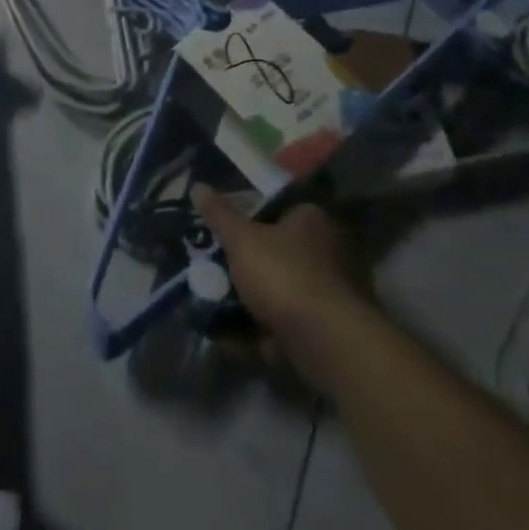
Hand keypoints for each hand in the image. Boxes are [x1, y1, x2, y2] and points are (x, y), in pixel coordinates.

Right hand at [193, 187, 373, 390]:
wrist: (328, 344)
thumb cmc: (284, 275)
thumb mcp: (241, 238)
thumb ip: (218, 214)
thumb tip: (198, 185)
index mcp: (313, 222)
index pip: (280, 209)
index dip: (250, 217)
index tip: (224, 229)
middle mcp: (329, 254)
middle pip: (277, 253)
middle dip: (245, 265)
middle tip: (213, 268)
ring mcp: (330, 296)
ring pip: (279, 293)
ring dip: (247, 303)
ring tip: (212, 305)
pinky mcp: (327, 333)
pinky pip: (285, 328)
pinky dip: (259, 335)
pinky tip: (229, 340)